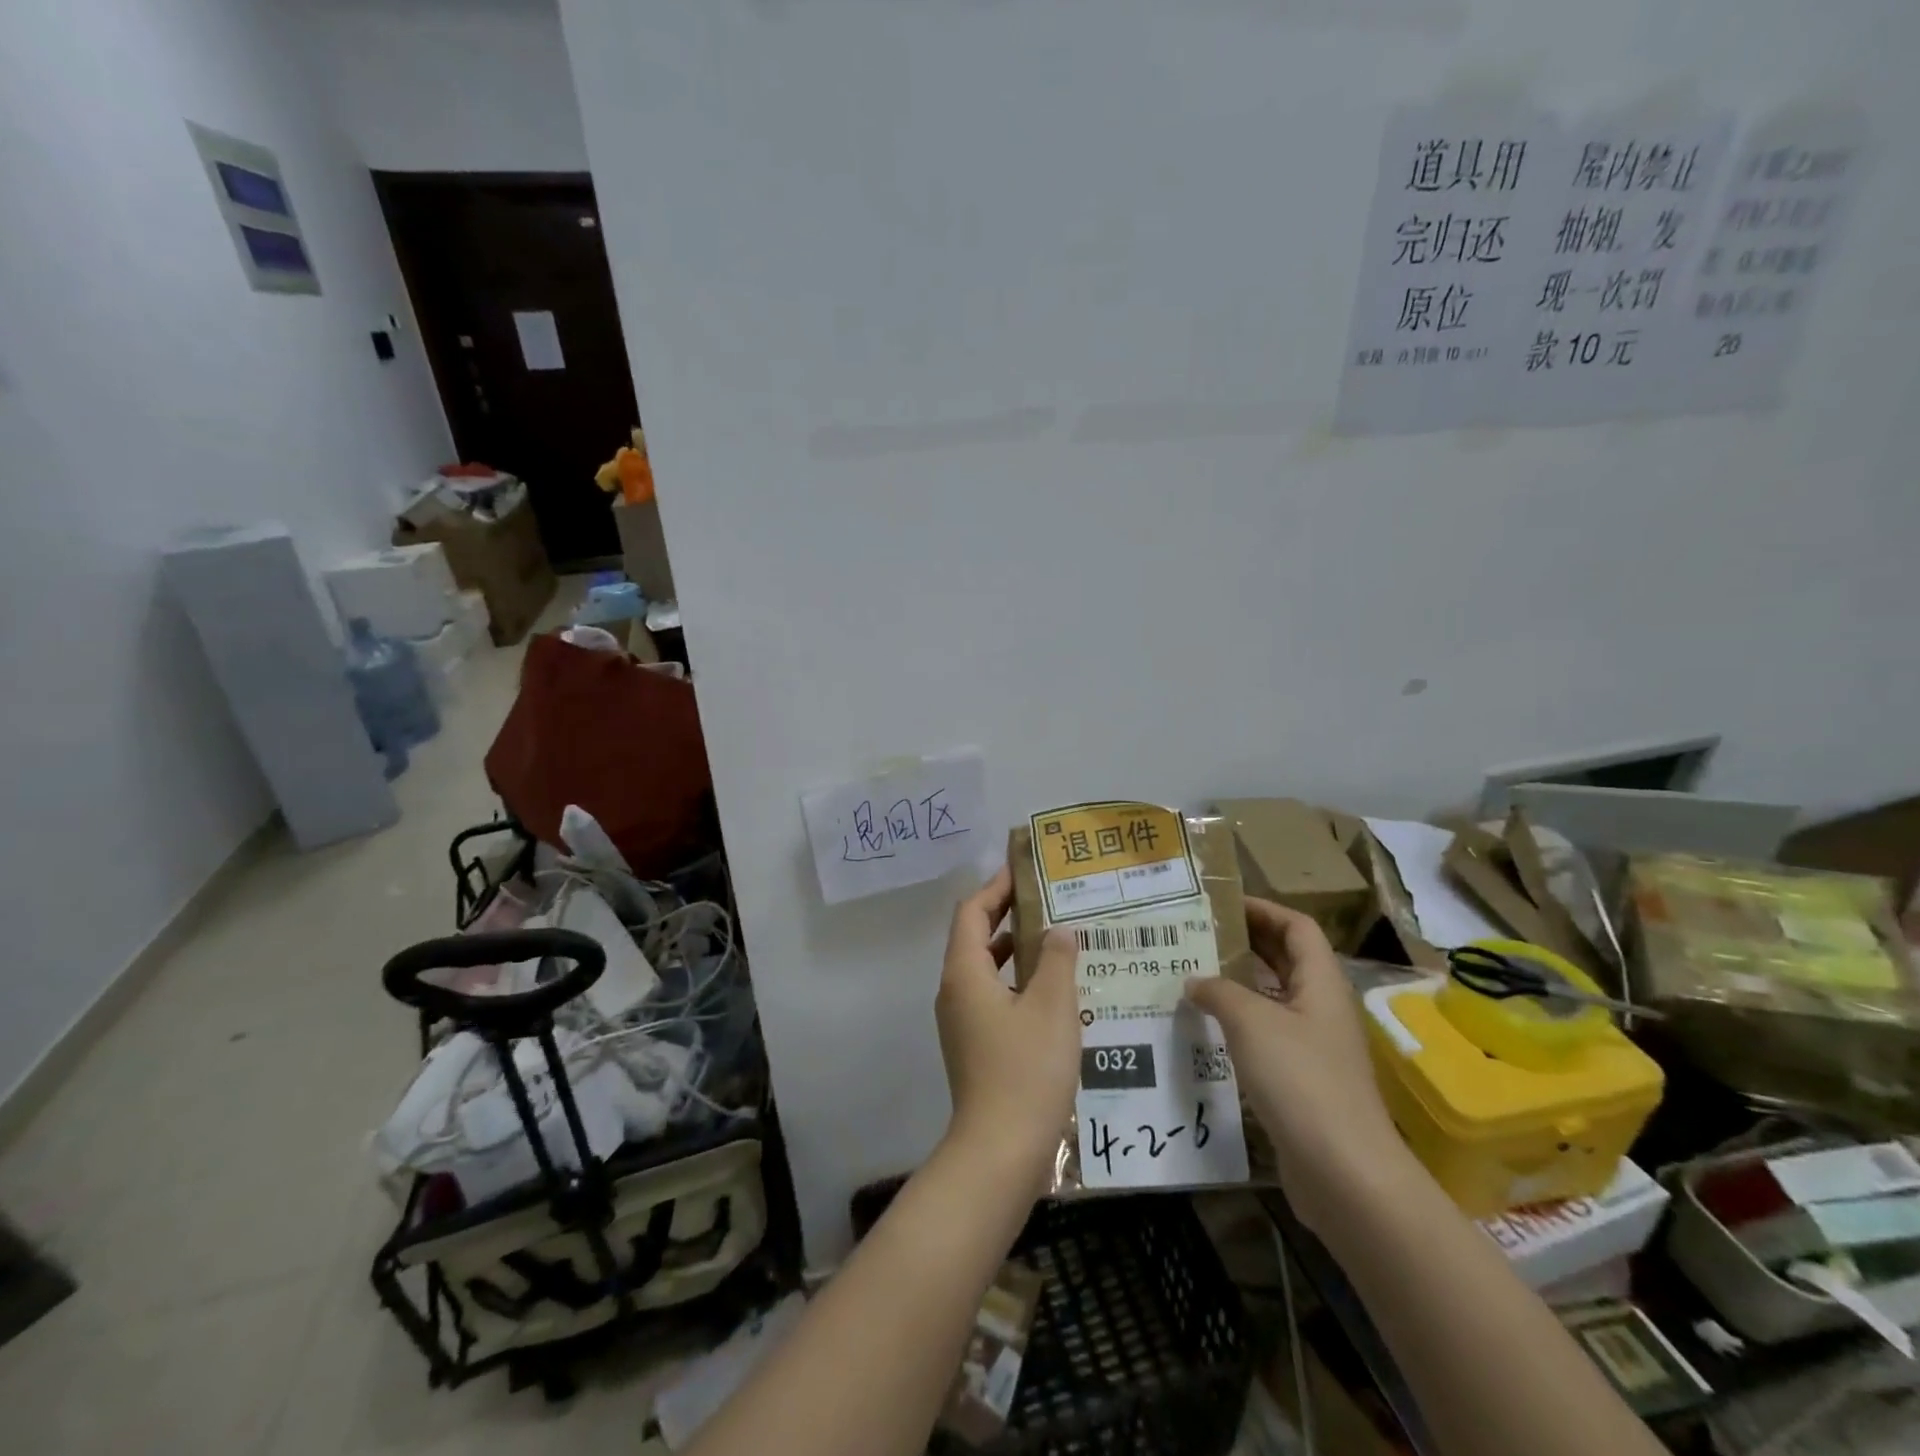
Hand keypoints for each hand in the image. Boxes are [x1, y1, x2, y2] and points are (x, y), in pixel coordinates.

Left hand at [934, 866, 1080, 1191]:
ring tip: (1056, 937)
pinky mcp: (974, 1045)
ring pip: (985, 968)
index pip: (971, 911)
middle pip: (975, 936)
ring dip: (1014, 948)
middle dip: (1007, 913)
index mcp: (964, 972)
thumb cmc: (1026, 1069)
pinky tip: (1053, 990)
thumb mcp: (1051, 1006)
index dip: (996, 886)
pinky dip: (1017, 980)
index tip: (1024, 870)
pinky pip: (993, 995)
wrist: (1000, 1151)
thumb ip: (1056, 959)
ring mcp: (962, 1020)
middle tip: (1047, 898)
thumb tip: (1058, 929)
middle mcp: (955, 990)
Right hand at [1186, 899, 1416, 1235]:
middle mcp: (1321, 1008)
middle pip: (1286, 960)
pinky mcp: (1302, 1080)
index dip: (1263, 909)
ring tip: (1192, 975)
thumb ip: (1219, 992)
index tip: (1221, 905)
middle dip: (1246, 943)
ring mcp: (1314, 1046)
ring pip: (1274, 998)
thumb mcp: (1251, 1022)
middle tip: (1198, 935)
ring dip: (1238, 984)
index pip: (1297, 927)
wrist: (1344, 1173)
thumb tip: (1194, 981)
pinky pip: (1267, 1034)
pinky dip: (1238, 1023)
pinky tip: (1206, 1028)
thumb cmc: (1301, 1080)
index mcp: (1321, 983)